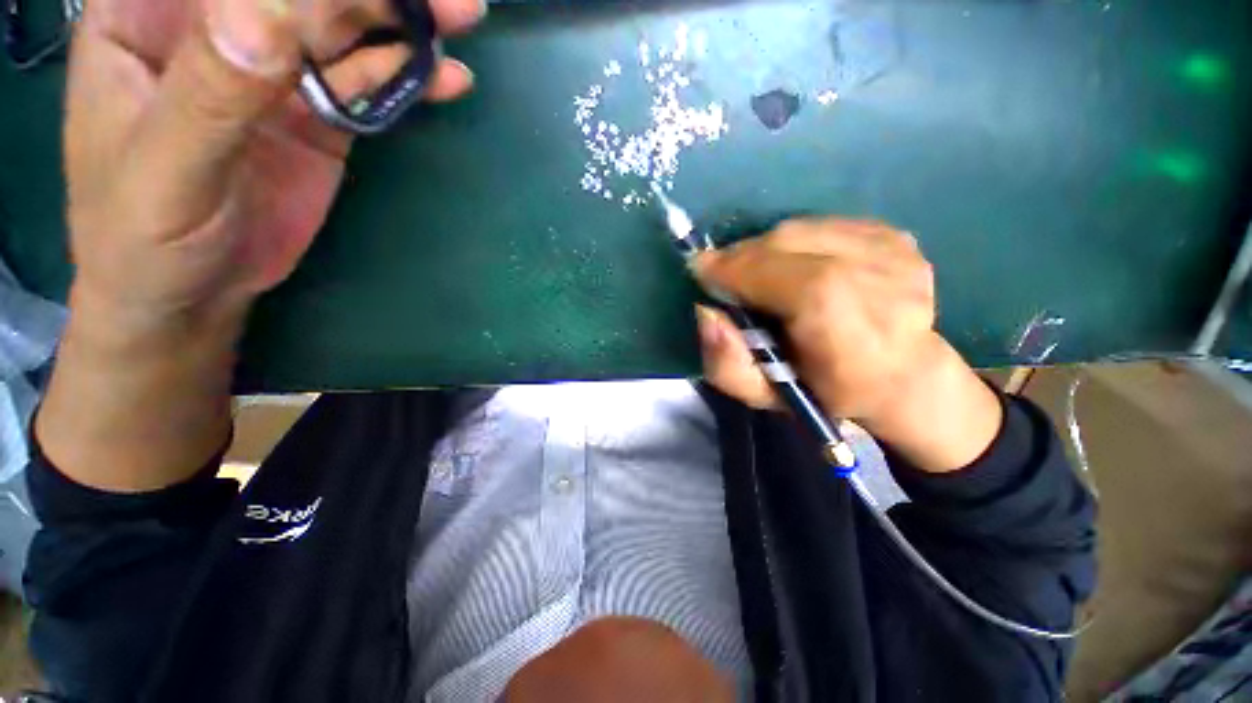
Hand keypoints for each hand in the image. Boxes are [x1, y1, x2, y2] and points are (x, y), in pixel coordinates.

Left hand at [66, 0, 481, 329]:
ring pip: (344, 27)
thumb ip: (211, 93)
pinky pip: (368, 84)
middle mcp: (219, 28)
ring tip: (460, 19)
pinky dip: (409, 79)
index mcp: (150, 15)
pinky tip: (448, 79)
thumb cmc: (143, 237)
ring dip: (403, 23)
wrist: (189, 291)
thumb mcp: (166, 171)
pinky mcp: (315, 114)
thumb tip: (271, 14)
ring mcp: (273, 70)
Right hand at [694, 218, 1002, 471]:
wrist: (905, 374)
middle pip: (786, 242)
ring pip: (801, 228)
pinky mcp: (895, 236)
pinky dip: (796, 242)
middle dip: (742, 255)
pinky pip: (823, 225)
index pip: (778, 273)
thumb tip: (706, 312)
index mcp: (845, 327)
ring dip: (766, 248)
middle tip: (722, 272)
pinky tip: (797, 266)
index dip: (733, 267)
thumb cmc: (826, 392)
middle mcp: (875, 278)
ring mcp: (891, 251)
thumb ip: (725, 362)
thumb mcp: (763, 395)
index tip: (701, 270)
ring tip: (756, 271)